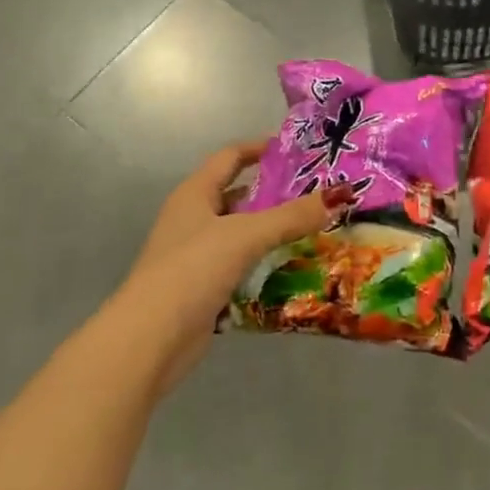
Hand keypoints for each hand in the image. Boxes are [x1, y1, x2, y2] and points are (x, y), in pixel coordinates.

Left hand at [124, 141, 347, 339]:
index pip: (230, 157)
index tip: (297, 150)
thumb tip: (340, 194)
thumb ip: (293, 215)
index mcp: (195, 194)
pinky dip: (265, 264)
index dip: (260, 149)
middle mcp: (193, 219)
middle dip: (276, 193)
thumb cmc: (193, 270)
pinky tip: (295, 268)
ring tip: (316, 228)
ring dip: (274, 231)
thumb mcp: (247, 235)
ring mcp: (196, 256)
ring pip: (242, 233)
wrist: (150, 340)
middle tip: (317, 193)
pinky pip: (242, 266)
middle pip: (239, 196)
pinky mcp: (204, 288)